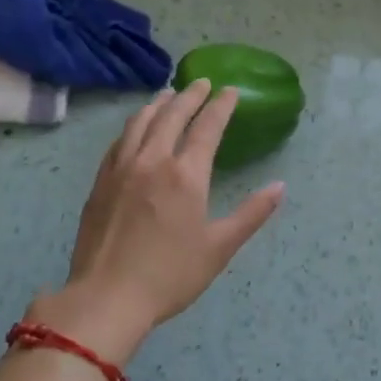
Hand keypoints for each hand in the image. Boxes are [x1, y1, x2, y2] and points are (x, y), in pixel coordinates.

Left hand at [27, 79, 284, 365]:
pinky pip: (120, 140)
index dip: (221, 106)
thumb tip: (280, 187)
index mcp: (185, 175)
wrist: (107, 297)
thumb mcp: (219, 248)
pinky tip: (137, 127)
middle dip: (190, 95)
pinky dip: (134, 124)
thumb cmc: (170, 275)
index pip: (207, 127)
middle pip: (171, 115)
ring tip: (169, 94)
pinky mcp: (100, 182)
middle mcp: (152, 161)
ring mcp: (122, 168)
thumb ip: (251, 214)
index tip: (230, 91)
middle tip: (202, 83)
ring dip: (158, 103)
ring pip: (141, 122)